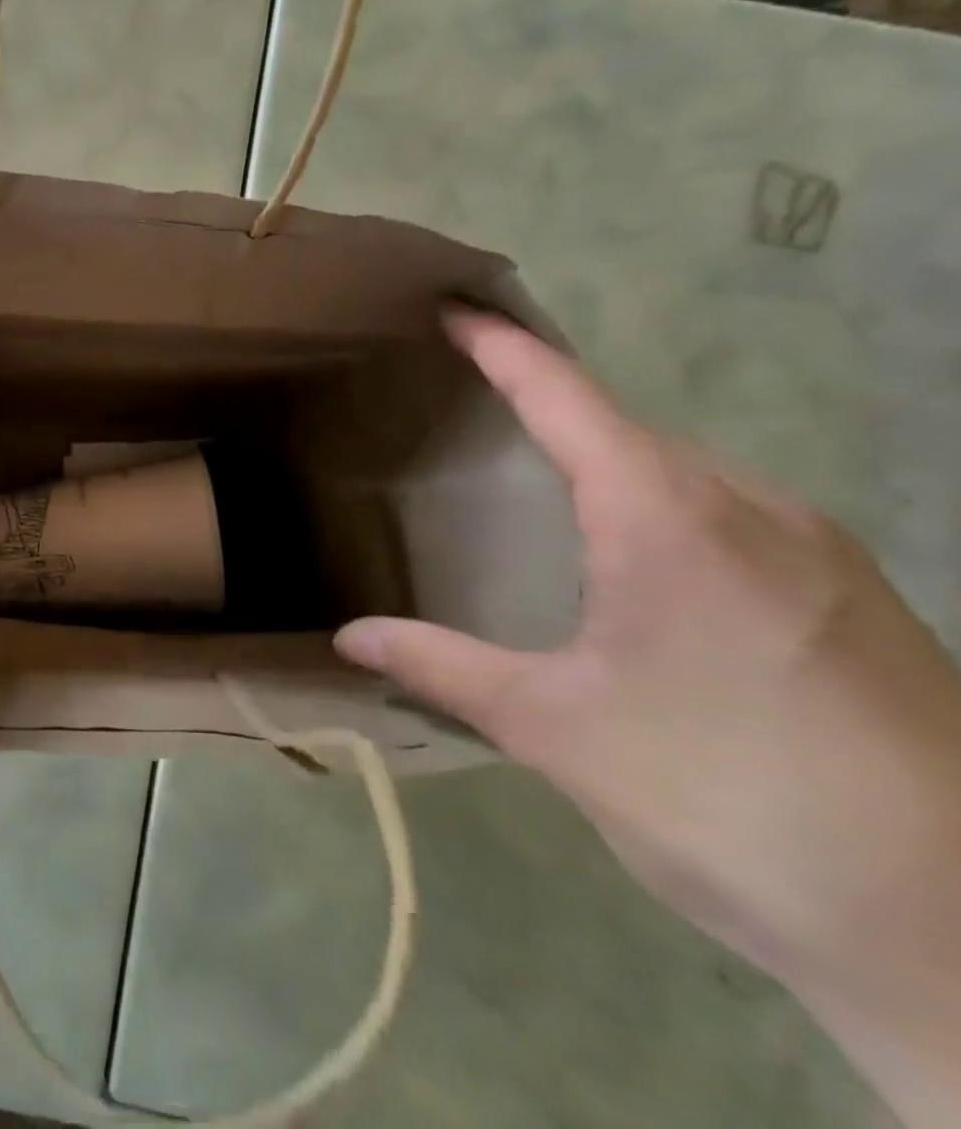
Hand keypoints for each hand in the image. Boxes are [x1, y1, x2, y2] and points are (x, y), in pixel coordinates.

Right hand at [335, 313, 960, 1074]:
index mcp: (667, 521)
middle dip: (552, 408)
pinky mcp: (861, 601)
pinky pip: (737, 517)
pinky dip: (668, 507)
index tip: (457, 312)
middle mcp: (754, 511)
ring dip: (612, 462)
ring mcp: (824, 553)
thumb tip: (348, 637)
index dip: (507, 350)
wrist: (955, 935)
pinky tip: (647, 566)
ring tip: (548, 485)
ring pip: (690, 474)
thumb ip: (440, 666)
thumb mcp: (551, 728)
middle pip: (630, 430)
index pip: (567, 400)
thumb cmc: (720, 798)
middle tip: (480, 407)